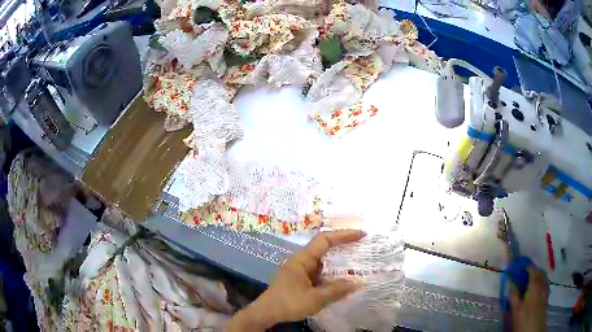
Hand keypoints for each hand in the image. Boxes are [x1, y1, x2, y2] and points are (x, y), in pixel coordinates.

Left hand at [224, 229, 365, 330]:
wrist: (266, 313)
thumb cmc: (289, 303)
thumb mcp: (315, 299)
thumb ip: (337, 290)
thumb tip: (358, 283)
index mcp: (303, 259)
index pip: (325, 240)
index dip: (344, 235)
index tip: (361, 234)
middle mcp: (301, 261)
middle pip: (324, 248)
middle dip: (343, 246)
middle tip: (362, 247)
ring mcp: (300, 270)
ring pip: (323, 261)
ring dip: (338, 262)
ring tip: (357, 264)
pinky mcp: (300, 279)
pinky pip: (319, 272)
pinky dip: (332, 274)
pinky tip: (341, 281)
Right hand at [510, 266, 548, 331]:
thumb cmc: (524, 322)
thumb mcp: (516, 312)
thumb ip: (515, 297)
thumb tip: (512, 284)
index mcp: (534, 290)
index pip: (533, 274)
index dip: (529, 267)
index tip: (524, 265)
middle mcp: (541, 289)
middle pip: (540, 275)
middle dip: (536, 270)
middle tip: (529, 271)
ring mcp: (545, 295)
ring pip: (544, 281)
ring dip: (540, 276)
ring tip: (535, 277)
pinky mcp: (546, 301)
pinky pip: (546, 288)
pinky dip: (543, 284)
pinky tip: (540, 289)